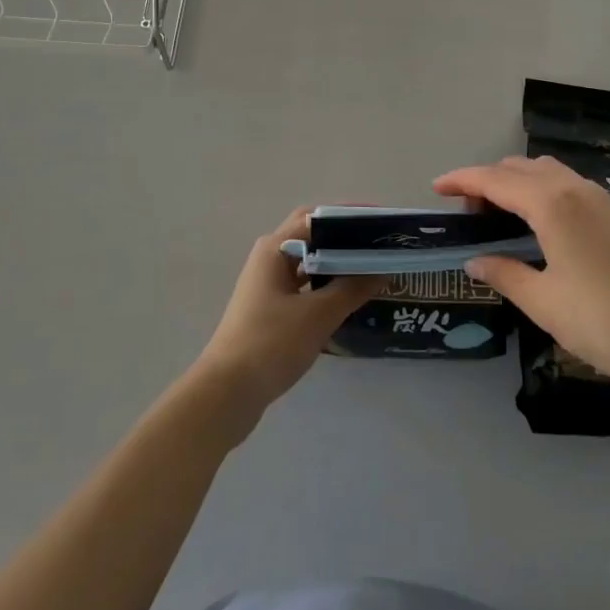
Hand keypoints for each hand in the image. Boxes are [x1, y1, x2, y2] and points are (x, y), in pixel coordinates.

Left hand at [192, 207, 382, 431]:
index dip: (350, 216)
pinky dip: (325, 285)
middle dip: (344, 237)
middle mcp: (269, 257)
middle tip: (378, 244)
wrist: (227, 392)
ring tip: (370, 268)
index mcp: (275, 247)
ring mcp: (267, 284)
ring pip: (308, 262)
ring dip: (336, 262)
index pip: (317, 217)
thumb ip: (352, 288)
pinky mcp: (269, 308)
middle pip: (313, 236)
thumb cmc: (271, 343)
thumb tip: (382, 269)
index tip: (381, 223)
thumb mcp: (318, 315)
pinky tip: (347, 298)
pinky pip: (304, 285)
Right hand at [435, 156, 609, 398]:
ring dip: (516, 183)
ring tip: (500, 218)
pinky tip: (538, 225)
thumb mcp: (543, 302)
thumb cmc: (603, 322)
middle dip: (488, 182)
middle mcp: (574, 189)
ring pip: (545, 172)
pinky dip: (540, 191)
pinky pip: (565, 184)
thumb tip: (474, 259)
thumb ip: (504, 273)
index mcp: (551, 204)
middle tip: (469, 215)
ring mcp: (598, 198)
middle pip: (519, 168)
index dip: (462, 180)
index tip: (436, 187)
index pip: (495, 180)